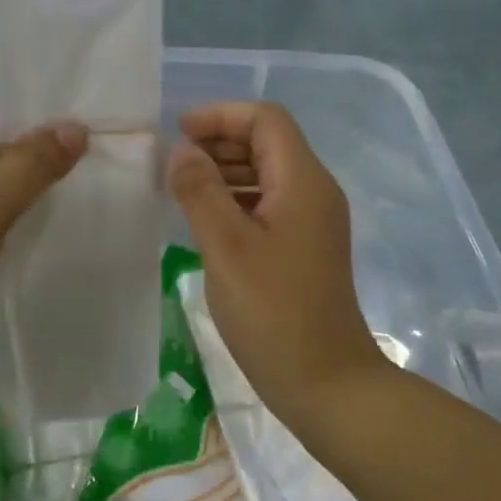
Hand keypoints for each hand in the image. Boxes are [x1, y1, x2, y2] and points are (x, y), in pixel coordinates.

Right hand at [165, 102, 386, 420]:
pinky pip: (268, 205)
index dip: (221, 116)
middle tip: (172, 163)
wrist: (328, 384)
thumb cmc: (274, 313)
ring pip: (266, 174)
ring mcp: (312, 222)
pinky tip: (204, 222)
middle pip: (268, 143)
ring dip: (225, 172)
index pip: (266, 120)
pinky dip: (236, 200)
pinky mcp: (304, 248)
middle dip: (220, 142)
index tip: (178, 133)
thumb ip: (200, 191)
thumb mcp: (226, 248)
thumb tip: (182, 150)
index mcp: (303, 181)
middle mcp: (314, 192)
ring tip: (180, 188)